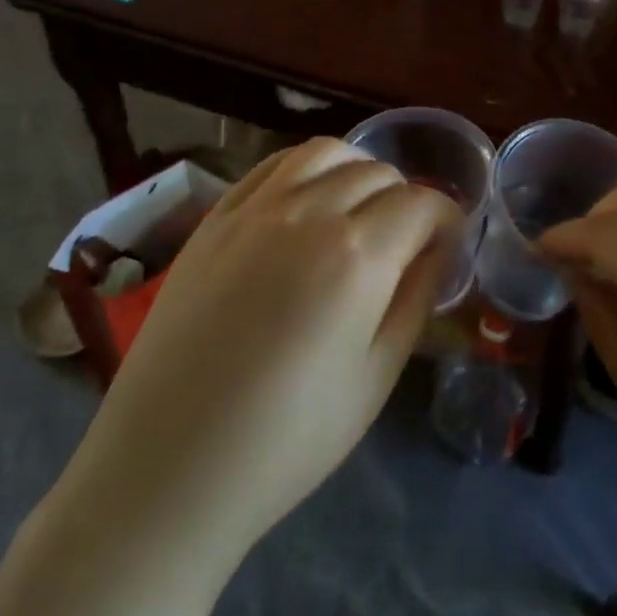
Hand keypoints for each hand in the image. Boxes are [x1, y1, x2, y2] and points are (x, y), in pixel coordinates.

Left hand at [75, 138, 456, 564]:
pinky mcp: (215, 218)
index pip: (422, 203)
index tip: (447, 244)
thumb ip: (414, 300)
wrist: (169, 463)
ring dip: (356, 169)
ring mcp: (254, 209)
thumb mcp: (375, 378)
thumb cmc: (286, 439)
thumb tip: (435, 252)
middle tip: (405, 239)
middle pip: (377, 173)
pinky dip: (304, 169)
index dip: (446, 218)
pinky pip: (271, 166)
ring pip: (324, 152)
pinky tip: (305, 201)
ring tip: (358, 208)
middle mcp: (308, 212)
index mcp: (358, 255)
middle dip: (406, 198)